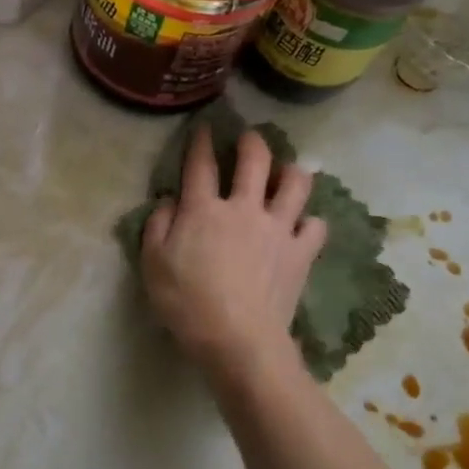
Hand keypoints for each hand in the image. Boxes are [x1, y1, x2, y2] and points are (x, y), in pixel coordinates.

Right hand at [140, 126, 325, 387]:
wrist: (238, 340)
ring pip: (296, 183)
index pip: (201, 164)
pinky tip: (303, 225)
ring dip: (291, 172)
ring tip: (287, 172)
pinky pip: (315, 225)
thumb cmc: (187, 303)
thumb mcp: (152, 264)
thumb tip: (170, 201)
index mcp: (204, 209)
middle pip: (255, 159)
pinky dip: (310, 221)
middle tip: (250, 138)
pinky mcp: (301, 252)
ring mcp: (278, 228)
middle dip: (252, 141)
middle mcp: (244, 208)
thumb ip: (157, 225)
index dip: (201, 141)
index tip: (204, 127)